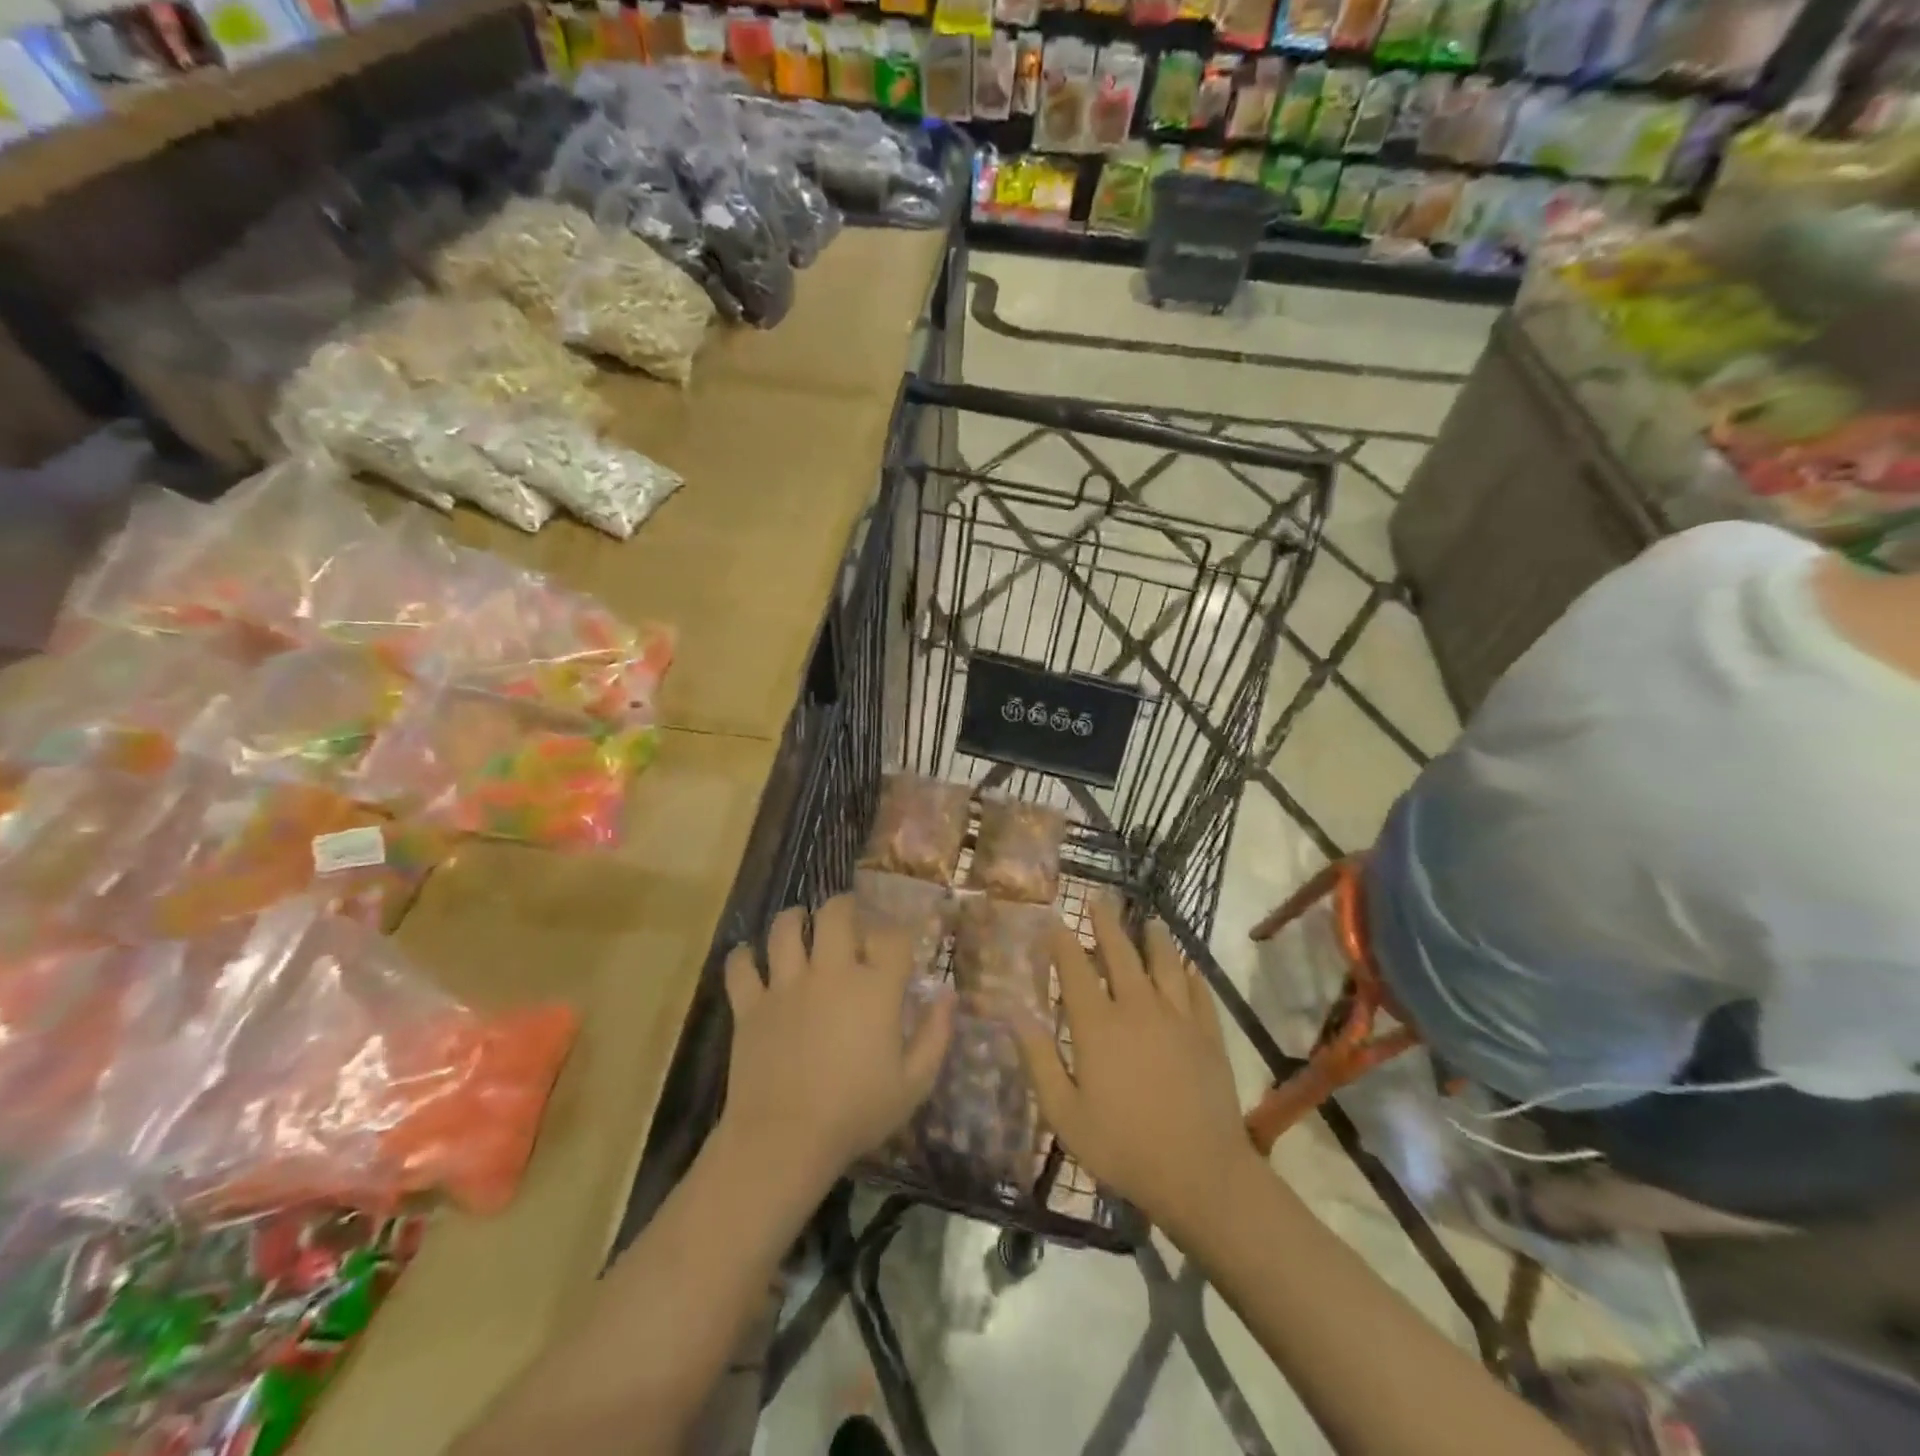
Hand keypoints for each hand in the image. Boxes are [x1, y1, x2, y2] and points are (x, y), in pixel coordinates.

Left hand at [721, 894, 953, 1192]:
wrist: (784, 1141)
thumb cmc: (856, 1114)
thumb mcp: (914, 1084)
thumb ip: (936, 1035)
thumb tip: (948, 996)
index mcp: (874, 988)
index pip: (891, 937)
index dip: (897, 936)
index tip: (897, 948)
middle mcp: (830, 973)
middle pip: (836, 914)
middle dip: (845, 907)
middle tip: (848, 919)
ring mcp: (785, 985)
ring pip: (785, 928)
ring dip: (794, 920)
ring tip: (800, 924)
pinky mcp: (750, 1005)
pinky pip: (740, 965)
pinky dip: (744, 957)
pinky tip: (751, 958)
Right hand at [1013, 897, 1254, 1237]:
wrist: (1200, 1173)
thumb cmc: (1123, 1146)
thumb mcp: (1065, 1113)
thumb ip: (1039, 1060)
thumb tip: (1014, 1014)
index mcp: (1098, 1025)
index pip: (1076, 969)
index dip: (1063, 942)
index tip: (1054, 920)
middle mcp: (1137, 1008)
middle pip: (1120, 954)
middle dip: (1107, 924)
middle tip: (1100, 900)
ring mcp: (1177, 1018)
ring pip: (1164, 964)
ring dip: (1154, 939)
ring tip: (1150, 922)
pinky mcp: (1208, 1034)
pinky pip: (1198, 992)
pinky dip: (1190, 974)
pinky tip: (1188, 967)